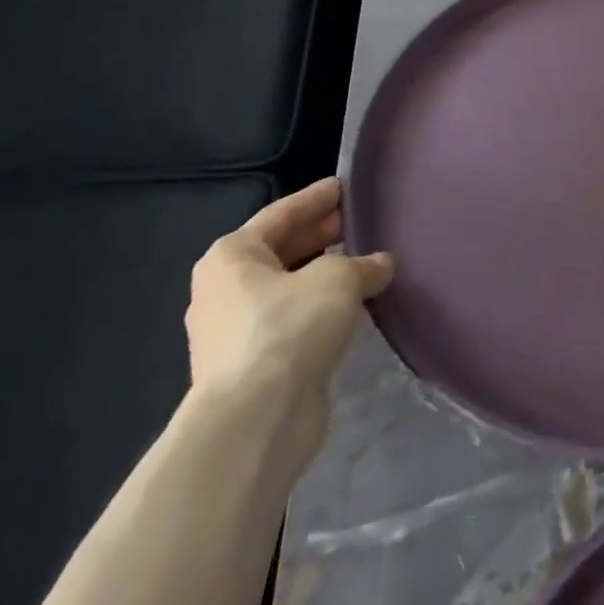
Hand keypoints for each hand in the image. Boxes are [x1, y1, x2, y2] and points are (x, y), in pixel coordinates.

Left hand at [185, 177, 392, 470]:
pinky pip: (291, 320)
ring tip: (362, 264)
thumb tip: (380, 265)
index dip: (316, 198)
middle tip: (358, 222)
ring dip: (321, 275)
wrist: (256, 418)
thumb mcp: (338, 279)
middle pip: (280, 250)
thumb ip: (363, 264)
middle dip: (320, 235)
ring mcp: (233, 330)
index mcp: (232, 256)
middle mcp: (224, 289)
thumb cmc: (289, 328)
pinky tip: (350, 307)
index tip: (344, 186)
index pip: (282, 213)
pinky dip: (319, 307)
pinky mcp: (252, 365)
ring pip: (287, 287)